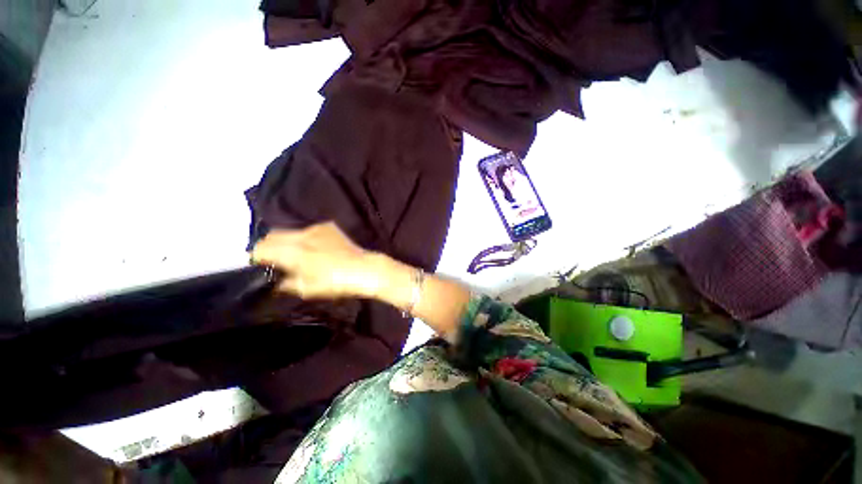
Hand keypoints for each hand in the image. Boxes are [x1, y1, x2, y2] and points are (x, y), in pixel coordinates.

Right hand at [250, 222, 375, 299]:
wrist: (364, 269)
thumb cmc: (335, 282)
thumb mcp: (306, 289)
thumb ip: (285, 284)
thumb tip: (274, 282)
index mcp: (293, 251)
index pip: (261, 248)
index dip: (256, 258)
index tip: (260, 267)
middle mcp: (301, 234)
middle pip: (272, 235)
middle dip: (268, 247)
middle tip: (274, 261)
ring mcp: (316, 228)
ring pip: (290, 231)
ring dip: (286, 241)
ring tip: (295, 254)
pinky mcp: (328, 227)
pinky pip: (308, 230)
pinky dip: (304, 238)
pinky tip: (313, 248)